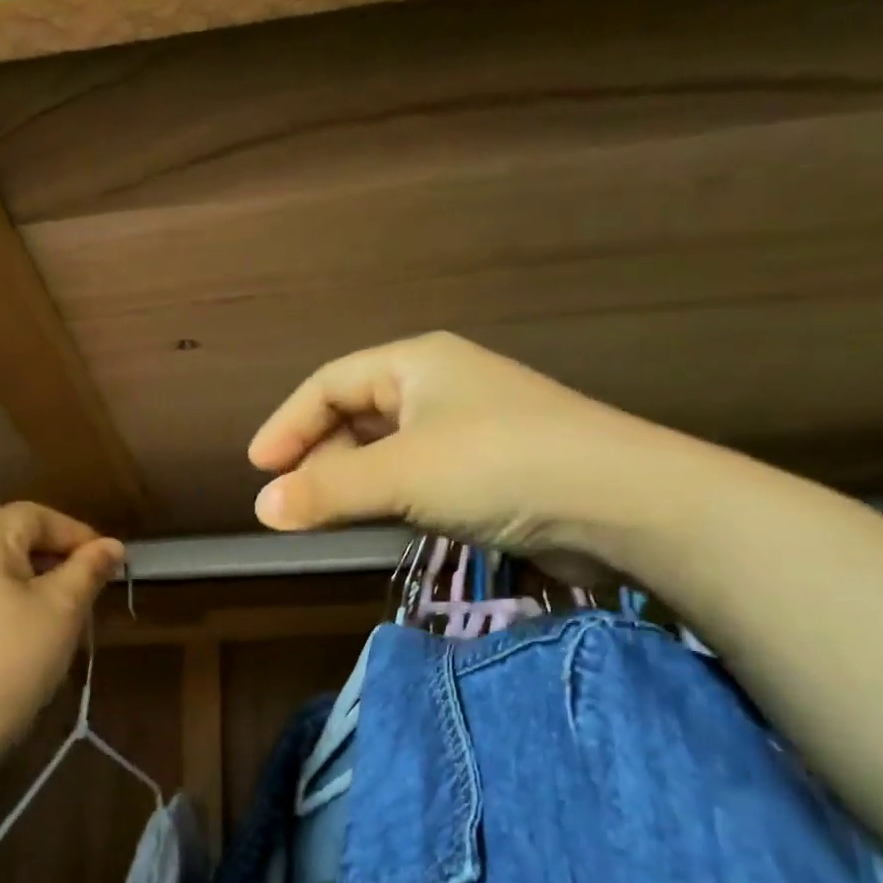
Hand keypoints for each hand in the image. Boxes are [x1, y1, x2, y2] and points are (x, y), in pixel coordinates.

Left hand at [0, 502, 123, 766]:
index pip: (37, 518)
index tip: (109, 563)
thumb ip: (89, 568)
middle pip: (15, 536)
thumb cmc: (13, 659)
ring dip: (35, 577)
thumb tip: (113, 546)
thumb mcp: (62, 609)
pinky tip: (30, 622)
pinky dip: (8, 593)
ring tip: (68, 607)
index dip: (78, 536)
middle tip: (93, 587)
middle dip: (57, 558)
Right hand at [248, 332, 688, 562]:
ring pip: (385, 448)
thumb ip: (326, 491)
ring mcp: (468, 426)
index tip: (258, 468)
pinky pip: (416, 474)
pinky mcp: (489, 468)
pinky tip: (378, 519)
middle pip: (355, 414)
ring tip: (324, 514)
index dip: (287, 423)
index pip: (329, 384)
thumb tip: (262, 507)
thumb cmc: (499, 466)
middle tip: (292, 500)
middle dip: (317, 455)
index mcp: (415, 362)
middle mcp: (439, 385)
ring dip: (350, 478)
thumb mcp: (401, 476)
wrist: (623, 503)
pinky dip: (386, 494)